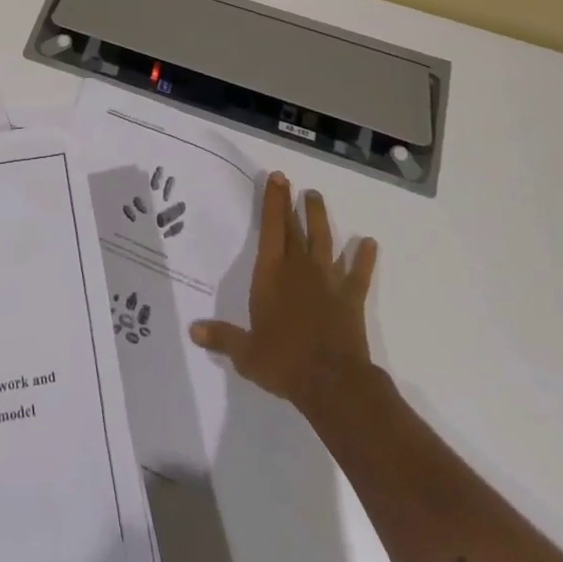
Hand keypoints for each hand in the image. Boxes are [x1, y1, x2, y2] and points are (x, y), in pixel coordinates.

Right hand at [190, 170, 378, 413]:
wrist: (332, 383)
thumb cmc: (283, 362)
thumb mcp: (246, 354)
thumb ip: (222, 337)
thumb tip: (193, 330)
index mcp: (271, 275)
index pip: (271, 230)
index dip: (273, 202)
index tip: (277, 178)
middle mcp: (298, 269)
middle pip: (294, 229)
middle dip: (290, 203)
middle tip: (290, 181)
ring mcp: (327, 281)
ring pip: (324, 241)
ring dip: (320, 218)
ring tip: (316, 197)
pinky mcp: (350, 298)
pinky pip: (358, 273)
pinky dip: (364, 258)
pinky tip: (369, 243)